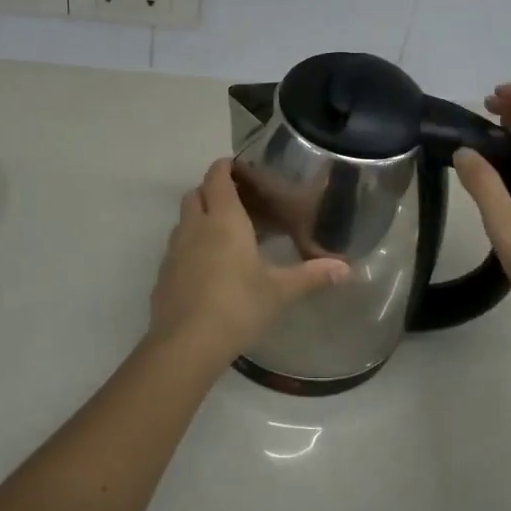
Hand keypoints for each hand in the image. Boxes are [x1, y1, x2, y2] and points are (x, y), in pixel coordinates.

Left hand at [149, 159, 349, 365]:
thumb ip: (312, 275)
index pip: (218, 177)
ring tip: (224, 235)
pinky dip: (190, 247)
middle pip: (195, 193)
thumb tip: (346, 268)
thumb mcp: (280, 291)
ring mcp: (174, 250)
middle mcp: (195, 227)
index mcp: (224, 220)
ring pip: (183, 220)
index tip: (238, 167)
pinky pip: (176, 248)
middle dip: (211, 191)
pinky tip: (208, 269)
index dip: (225, 167)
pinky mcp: (163, 275)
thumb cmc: (238, 305)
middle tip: (237, 202)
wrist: (187, 344)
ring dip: (199, 218)